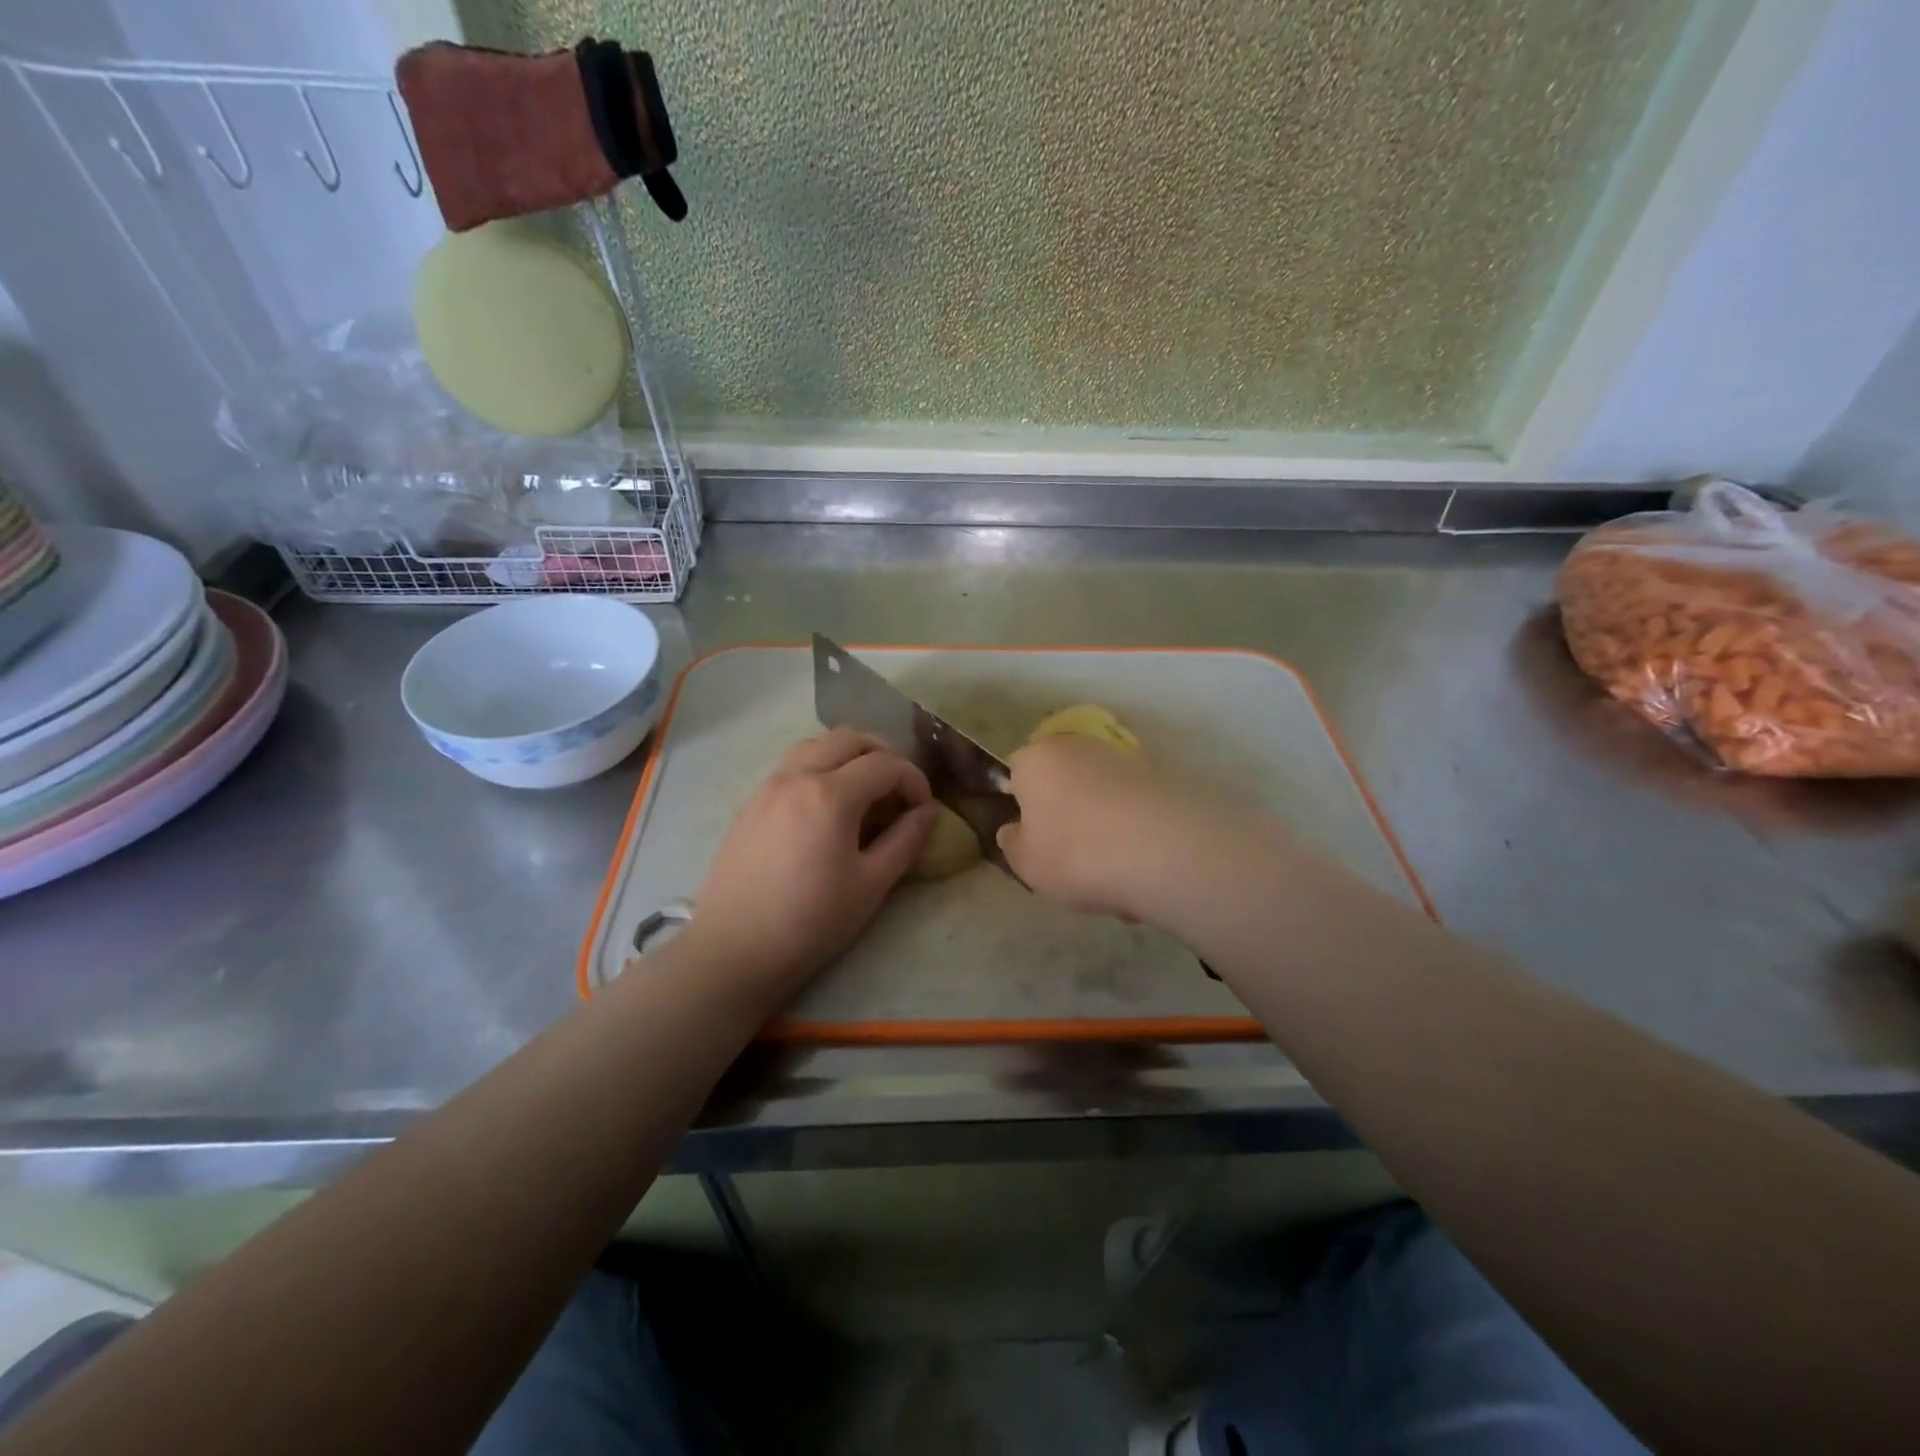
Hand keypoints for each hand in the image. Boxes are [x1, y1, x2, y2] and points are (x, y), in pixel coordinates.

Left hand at [686, 727, 936, 988]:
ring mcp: (769, 785)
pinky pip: (793, 764)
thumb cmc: (810, 921)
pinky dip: (821, 766)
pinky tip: (827, 805)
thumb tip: (927, 813)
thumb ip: (905, 841)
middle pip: (850, 737)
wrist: (733, 949)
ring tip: (865, 790)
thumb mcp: (870, 885)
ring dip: (849, 754)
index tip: (924, 809)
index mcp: (831, 794)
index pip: (886, 764)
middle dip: (884, 754)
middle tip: (899, 789)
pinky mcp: (751, 802)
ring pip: (817, 744)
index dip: (914, 780)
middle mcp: (798, 775)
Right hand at [996, 735, 1234, 921]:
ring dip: (1104, 833)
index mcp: (1038, 758)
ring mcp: (1125, 760)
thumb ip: (1013, 844)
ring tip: (1115, 880)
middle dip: (1066, 818)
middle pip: (1063, 783)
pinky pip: (1135, 813)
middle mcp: (1079, 747)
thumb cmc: (1076, 853)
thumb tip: (1014, 830)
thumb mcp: (1026, 864)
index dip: (1021, 805)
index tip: (1031, 839)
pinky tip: (1144, 875)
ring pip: (1102, 801)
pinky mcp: (1163, 779)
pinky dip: (1136, 837)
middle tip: (1071, 862)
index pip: (1017, 771)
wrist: (1166, 851)